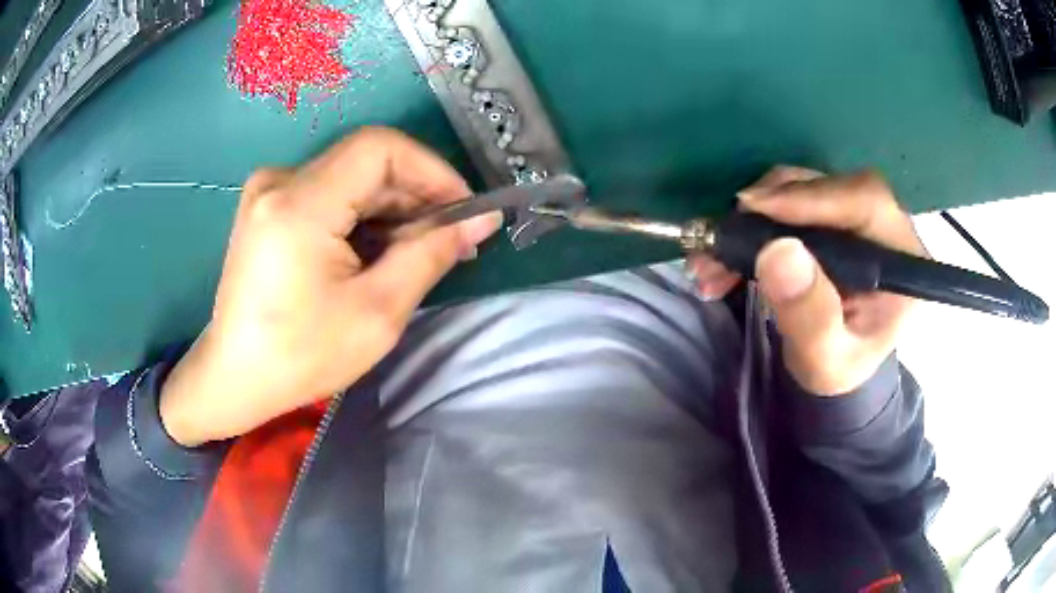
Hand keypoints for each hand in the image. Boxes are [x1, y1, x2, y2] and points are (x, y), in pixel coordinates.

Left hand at [160, 128, 499, 445]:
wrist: (234, 377)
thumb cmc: (300, 356)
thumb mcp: (377, 312)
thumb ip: (431, 254)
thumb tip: (482, 220)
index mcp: (299, 204)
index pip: (380, 148)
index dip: (431, 170)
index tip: (463, 209)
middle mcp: (279, 181)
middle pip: (365, 161)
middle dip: (415, 193)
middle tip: (450, 237)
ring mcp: (268, 191)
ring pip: (349, 176)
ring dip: (391, 205)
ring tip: (418, 248)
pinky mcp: (266, 205)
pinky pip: (328, 191)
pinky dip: (361, 213)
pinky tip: (376, 248)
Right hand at [687, 166, 925, 394]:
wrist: (834, 364)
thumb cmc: (838, 369)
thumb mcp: (825, 360)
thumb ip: (810, 316)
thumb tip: (778, 253)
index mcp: (902, 259)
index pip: (866, 201)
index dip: (813, 196)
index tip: (756, 208)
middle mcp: (883, 225)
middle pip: (829, 186)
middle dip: (770, 208)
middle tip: (721, 239)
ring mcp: (854, 215)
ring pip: (801, 188)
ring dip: (752, 218)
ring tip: (713, 259)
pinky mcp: (828, 215)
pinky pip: (787, 200)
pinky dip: (752, 223)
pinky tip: (725, 254)